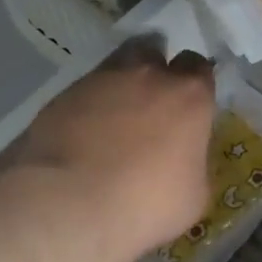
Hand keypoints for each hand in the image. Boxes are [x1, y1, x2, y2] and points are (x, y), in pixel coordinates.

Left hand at [0, 34, 215, 261]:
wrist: (65, 209)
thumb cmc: (144, 205)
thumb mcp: (193, 195)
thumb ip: (194, 163)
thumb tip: (185, 159)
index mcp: (190, 96)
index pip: (200, 67)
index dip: (194, 83)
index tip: (188, 105)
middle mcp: (149, 76)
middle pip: (155, 52)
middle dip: (154, 70)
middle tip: (149, 103)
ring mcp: (101, 82)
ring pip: (115, 66)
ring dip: (118, 85)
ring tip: (111, 117)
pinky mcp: (61, 98)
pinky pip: (82, 93)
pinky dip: (85, 108)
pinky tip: (80, 136)